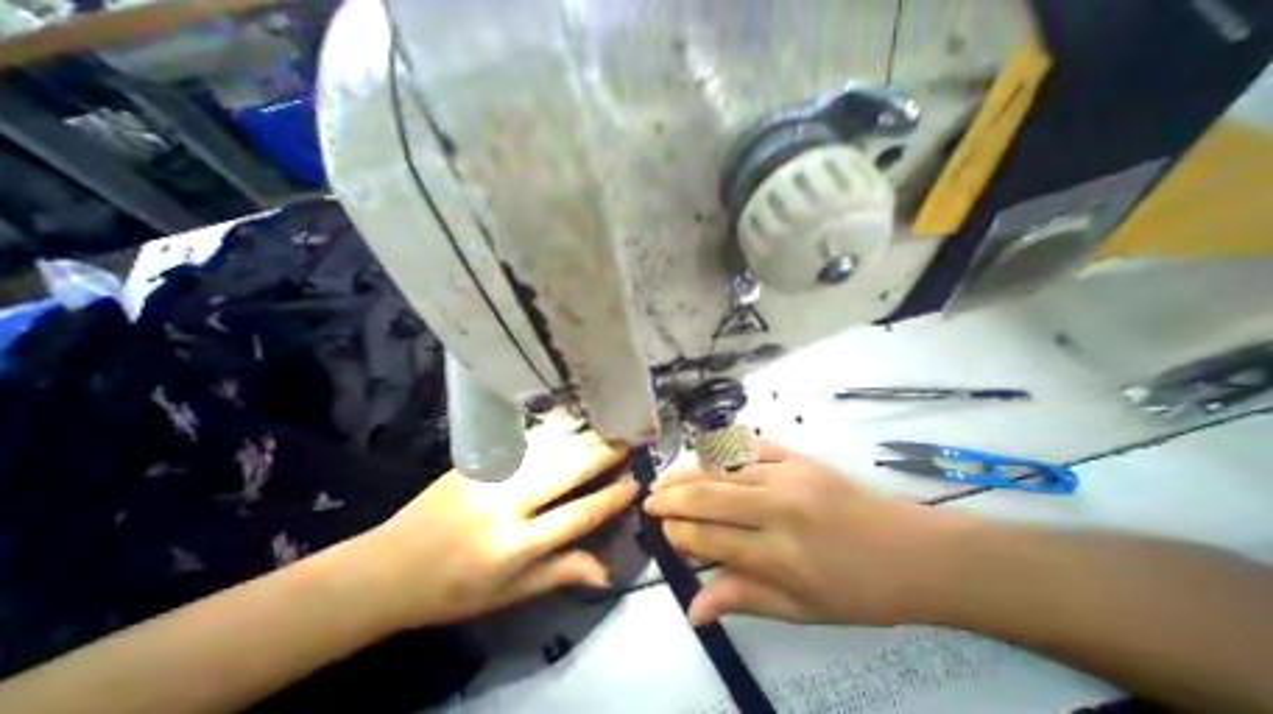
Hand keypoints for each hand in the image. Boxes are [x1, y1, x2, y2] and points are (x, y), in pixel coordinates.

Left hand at [345, 428, 636, 627]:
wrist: (388, 567)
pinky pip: (524, 442)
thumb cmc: (453, 589)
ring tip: (607, 427)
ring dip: (582, 437)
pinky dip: (553, 431)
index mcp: (513, 547)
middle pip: (565, 472)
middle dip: (601, 455)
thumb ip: (559, 573)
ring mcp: (489, 476)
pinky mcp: (476, 460)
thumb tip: (606, 570)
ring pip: (547, 449)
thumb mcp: (508, 595)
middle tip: (628, 441)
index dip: (609, 499)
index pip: (576, 517)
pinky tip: (571, 422)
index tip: (634, 483)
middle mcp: (505, 505)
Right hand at [641, 437, 970, 626]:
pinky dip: (721, 449)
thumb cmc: (858, 590)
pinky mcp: (798, 456)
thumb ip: (743, 599)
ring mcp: (788, 475)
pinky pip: (749, 446)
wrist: (912, 551)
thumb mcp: (802, 610)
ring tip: (666, 478)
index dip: (679, 534)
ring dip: (688, 472)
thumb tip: (693, 608)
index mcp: (780, 554)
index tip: (662, 532)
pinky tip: (704, 454)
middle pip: (708, 497)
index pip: (710, 538)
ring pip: (722, 468)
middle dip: (671, 498)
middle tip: (649, 499)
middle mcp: (778, 508)